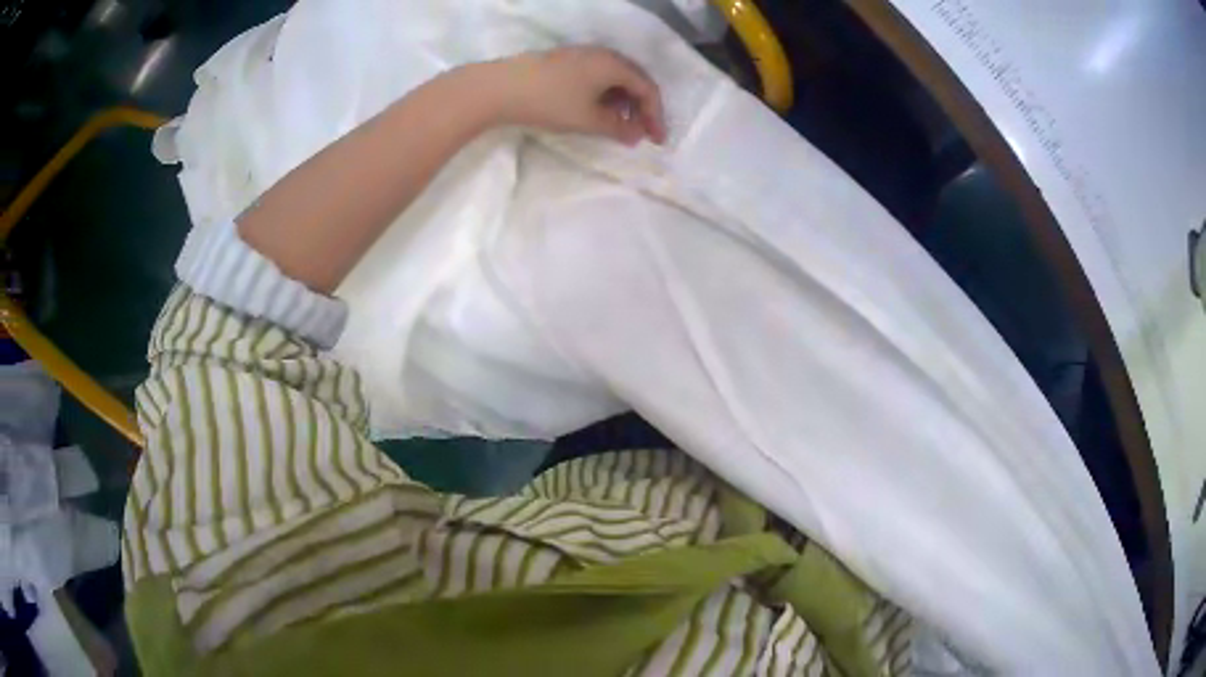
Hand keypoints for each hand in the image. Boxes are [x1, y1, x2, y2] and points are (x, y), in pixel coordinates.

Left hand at [482, 46, 666, 145]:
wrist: (500, 87)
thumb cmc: (550, 102)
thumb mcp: (588, 120)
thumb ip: (618, 128)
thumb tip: (636, 135)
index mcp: (615, 65)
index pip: (648, 89)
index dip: (656, 116)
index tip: (656, 141)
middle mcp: (603, 54)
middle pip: (634, 80)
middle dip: (641, 109)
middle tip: (641, 134)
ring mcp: (582, 55)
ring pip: (614, 78)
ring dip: (623, 103)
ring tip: (619, 127)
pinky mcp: (565, 61)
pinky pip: (597, 77)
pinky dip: (605, 95)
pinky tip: (596, 111)